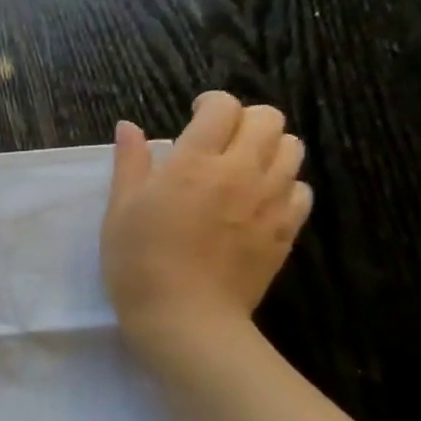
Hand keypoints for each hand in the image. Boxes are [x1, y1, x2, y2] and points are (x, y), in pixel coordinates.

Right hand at [102, 92, 311, 359]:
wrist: (184, 317)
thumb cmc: (138, 261)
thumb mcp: (120, 210)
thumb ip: (130, 163)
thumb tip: (129, 126)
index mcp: (195, 163)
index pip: (222, 108)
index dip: (210, 104)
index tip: (194, 116)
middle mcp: (241, 173)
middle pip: (268, 120)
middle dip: (244, 119)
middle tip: (219, 139)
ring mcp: (270, 202)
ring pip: (292, 149)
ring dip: (268, 148)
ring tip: (240, 167)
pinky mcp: (286, 230)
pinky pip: (301, 189)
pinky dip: (283, 184)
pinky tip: (256, 200)